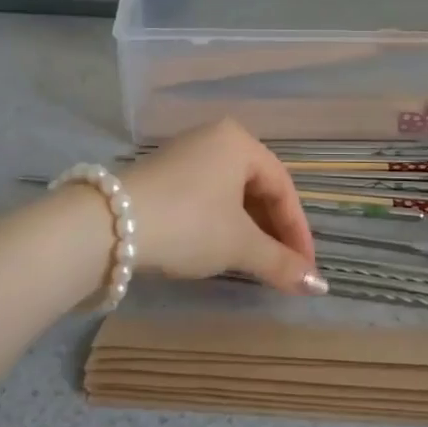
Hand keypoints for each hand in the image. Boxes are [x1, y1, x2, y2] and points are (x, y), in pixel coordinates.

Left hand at [121, 120, 325, 294]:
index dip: (299, 232)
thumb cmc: (187, 224)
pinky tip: (220, 249)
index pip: (283, 188)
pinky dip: (222, 224)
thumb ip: (280, 263)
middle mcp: (214, 139)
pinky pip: (207, 197)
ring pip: (231, 194)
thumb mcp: (238, 245)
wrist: (107, 226)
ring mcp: (186, 155)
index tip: (306, 269)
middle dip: (274, 231)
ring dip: (248, 230)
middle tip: (284, 268)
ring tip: (256, 264)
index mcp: (239, 141)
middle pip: (258, 188)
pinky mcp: (163, 176)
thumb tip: (320, 287)